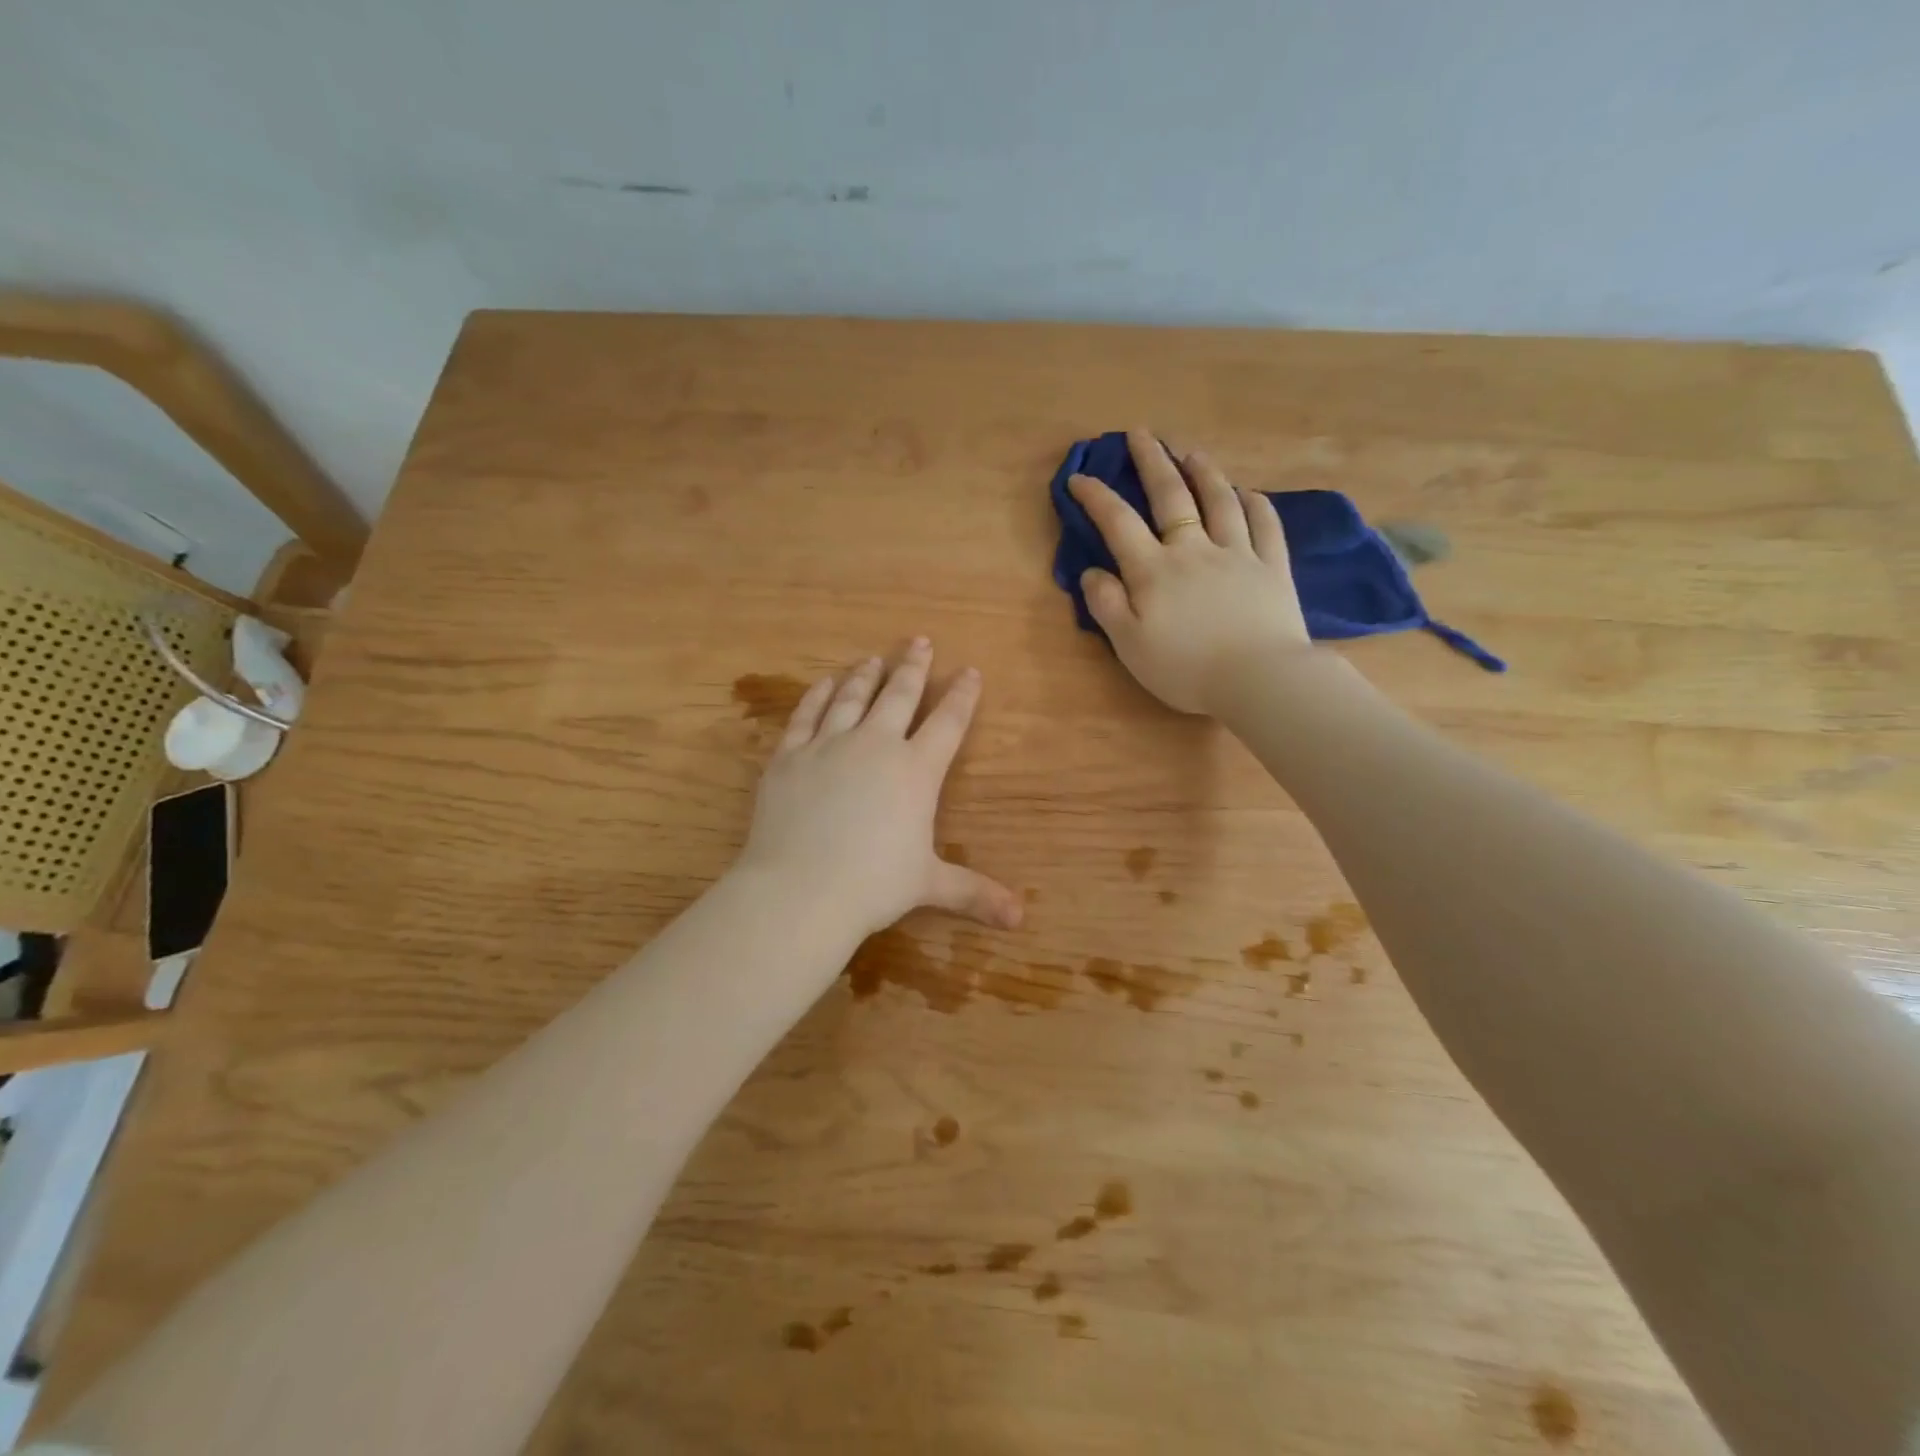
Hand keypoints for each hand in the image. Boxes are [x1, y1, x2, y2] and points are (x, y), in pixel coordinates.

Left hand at [736, 640, 1022, 938]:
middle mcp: (875, 745)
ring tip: (873, 658)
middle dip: (914, 666)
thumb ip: (974, 893)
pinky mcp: (790, 756)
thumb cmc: (873, 886)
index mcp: (916, 771)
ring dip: (865, 675)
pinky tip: (824, 684)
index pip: (948, 723)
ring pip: (852, 697)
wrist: (800, 889)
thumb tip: (1021, 919)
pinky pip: (805, 715)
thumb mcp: (929, 885)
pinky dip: (816, 696)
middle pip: (899, 695)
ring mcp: (829, 745)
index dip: (962, 695)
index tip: (970, 671)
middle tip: (920, 641)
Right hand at [1068, 429, 1310, 713]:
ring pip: (1220, 501)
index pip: (1119, 523)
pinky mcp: (1273, 568)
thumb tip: (1092, 571)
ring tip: (1191, 452)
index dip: (1096, 497)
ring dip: (1204, 472)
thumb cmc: (1186, 668)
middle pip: (1172, 496)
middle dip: (1152, 461)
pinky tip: (1249, 493)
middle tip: (1141, 434)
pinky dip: (1255, 505)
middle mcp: (1194, 550)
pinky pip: (1265, 526)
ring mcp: (1238, 554)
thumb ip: (1107, 605)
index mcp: (1154, 570)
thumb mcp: (1130, 645)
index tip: (1080, 477)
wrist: (1259, 679)